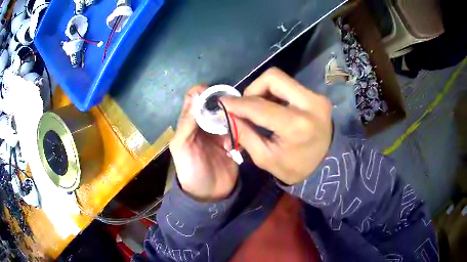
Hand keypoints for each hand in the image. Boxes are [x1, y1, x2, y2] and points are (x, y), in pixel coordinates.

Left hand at [170, 86, 237, 200]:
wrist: (209, 194)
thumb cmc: (190, 171)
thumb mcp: (181, 146)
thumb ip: (187, 122)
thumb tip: (196, 94)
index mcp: (190, 123)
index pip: (195, 99)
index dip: (203, 92)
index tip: (216, 91)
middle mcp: (205, 124)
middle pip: (214, 104)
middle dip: (223, 99)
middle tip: (235, 101)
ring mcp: (221, 132)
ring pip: (228, 113)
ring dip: (235, 110)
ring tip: (244, 109)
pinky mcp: (234, 140)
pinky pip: (239, 127)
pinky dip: (243, 123)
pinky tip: (249, 121)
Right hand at [221, 68, 332, 184]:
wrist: (325, 165)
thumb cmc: (294, 167)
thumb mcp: (265, 158)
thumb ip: (244, 134)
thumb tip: (227, 114)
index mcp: (297, 126)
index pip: (260, 106)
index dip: (237, 103)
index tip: (222, 102)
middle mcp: (310, 104)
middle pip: (273, 78)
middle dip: (253, 89)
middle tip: (246, 106)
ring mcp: (316, 97)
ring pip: (281, 79)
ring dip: (263, 90)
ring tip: (259, 108)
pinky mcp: (318, 96)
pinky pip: (290, 85)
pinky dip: (275, 93)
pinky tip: (273, 107)